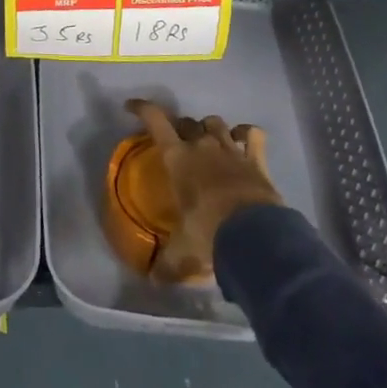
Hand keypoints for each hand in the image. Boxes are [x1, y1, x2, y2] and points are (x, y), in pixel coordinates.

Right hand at [126, 99, 283, 282]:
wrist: (255, 236)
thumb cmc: (208, 233)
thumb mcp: (182, 251)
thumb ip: (167, 263)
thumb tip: (153, 280)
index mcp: (177, 159)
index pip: (155, 121)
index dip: (142, 109)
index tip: (131, 107)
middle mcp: (202, 146)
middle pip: (187, 122)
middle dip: (180, 128)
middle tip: (178, 143)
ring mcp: (231, 149)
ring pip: (216, 122)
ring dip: (209, 128)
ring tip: (209, 141)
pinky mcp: (256, 159)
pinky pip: (252, 134)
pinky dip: (247, 134)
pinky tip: (243, 139)